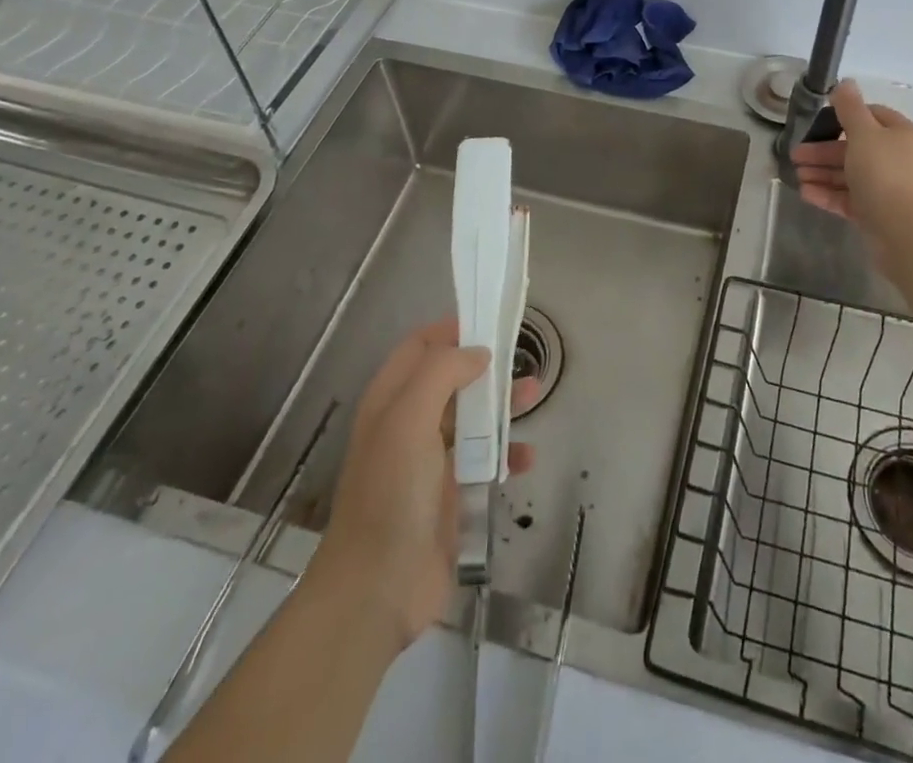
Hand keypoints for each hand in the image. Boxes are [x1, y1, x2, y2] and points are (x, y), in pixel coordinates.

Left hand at [308, 318, 536, 652]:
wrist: (376, 590)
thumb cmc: (391, 493)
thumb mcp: (409, 419)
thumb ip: (442, 373)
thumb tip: (478, 352)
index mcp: (390, 400)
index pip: (420, 346)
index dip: (452, 330)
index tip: (490, 322)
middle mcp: (408, 424)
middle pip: (451, 379)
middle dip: (486, 367)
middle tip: (521, 360)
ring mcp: (429, 462)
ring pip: (472, 418)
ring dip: (502, 407)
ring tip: (535, 397)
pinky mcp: (449, 496)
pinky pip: (483, 463)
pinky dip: (506, 455)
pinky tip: (526, 458)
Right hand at [791, 79, 912, 239]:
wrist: (906, 231)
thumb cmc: (885, 173)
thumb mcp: (864, 133)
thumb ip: (850, 108)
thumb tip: (845, 82)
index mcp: (901, 135)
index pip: (872, 116)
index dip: (844, 116)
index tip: (818, 121)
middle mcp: (898, 159)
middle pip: (855, 148)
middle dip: (823, 151)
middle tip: (795, 155)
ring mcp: (888, 188)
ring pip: (850, 175)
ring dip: (821, 173)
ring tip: (796, 176)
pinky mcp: (878, 213)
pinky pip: (849, 199)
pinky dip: (828, 194)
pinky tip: (805, 193)